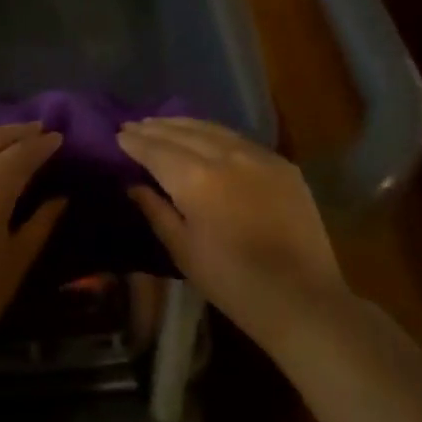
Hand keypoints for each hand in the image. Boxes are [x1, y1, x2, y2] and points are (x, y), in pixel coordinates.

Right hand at [120, 118, 347, 351]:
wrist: (302, 298)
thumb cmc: (233, 283)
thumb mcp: (184, 252)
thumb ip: (157, 211)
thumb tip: (135, 184)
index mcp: (195, 179)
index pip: (157, 150)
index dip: (136, 142)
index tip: (119, 134)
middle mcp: (225, 156)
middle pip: (183, 133)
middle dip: (156, 128)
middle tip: (135, 124)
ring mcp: (257, 156)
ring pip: (212, 129)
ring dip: (184, 124)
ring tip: (163, 123)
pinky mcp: (281, 164)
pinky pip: (240, 139)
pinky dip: (215, 133)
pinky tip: (206, 135)